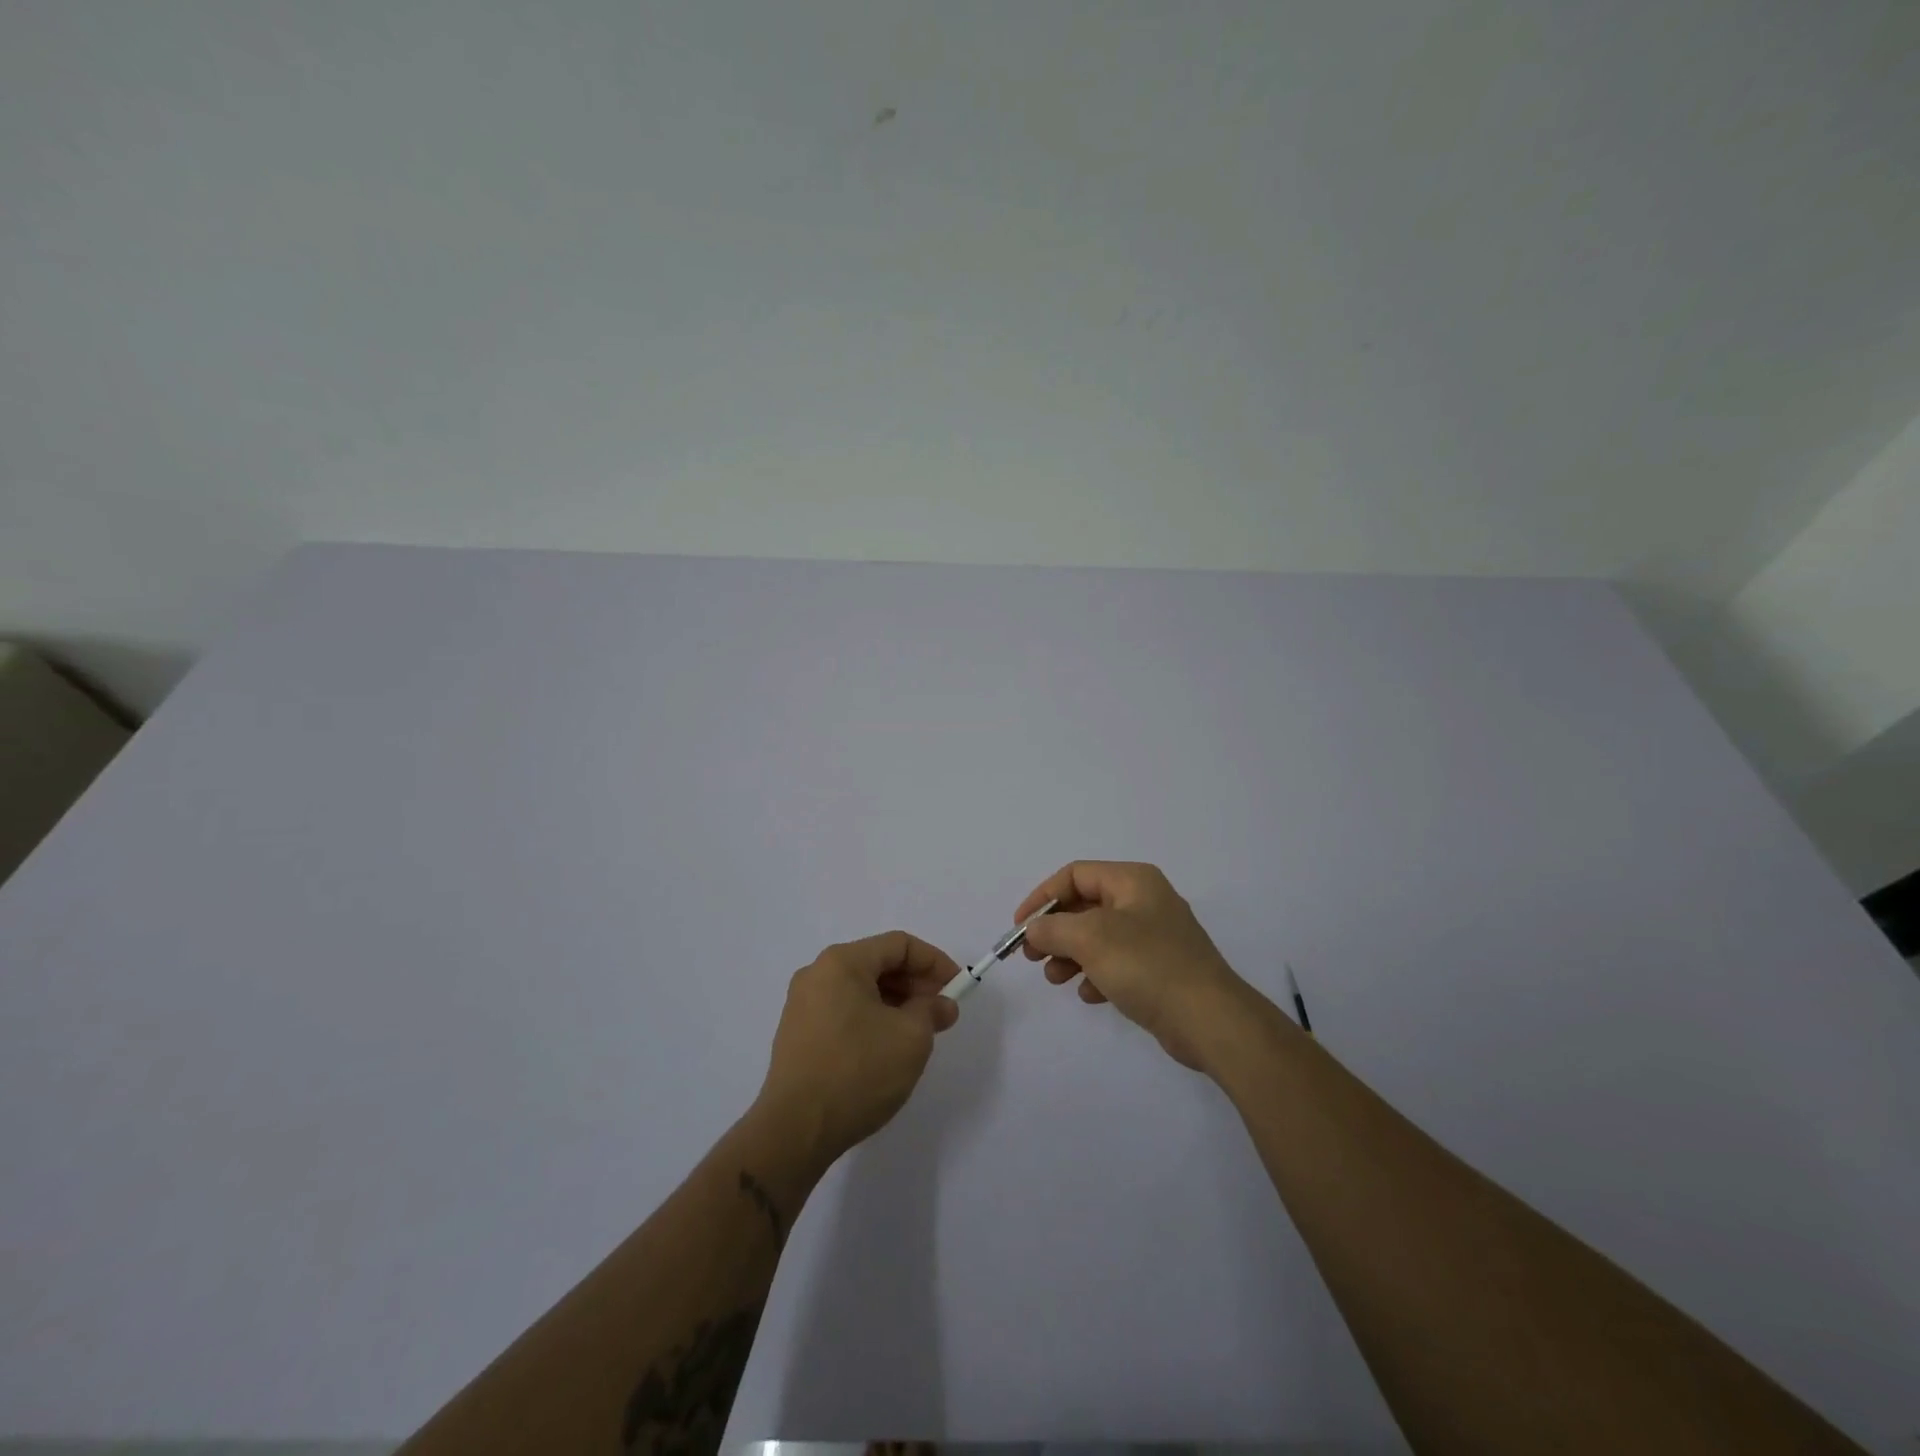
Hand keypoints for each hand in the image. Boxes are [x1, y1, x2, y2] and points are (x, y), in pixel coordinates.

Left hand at [757, 931, 962, 1164]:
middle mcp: (817, 974)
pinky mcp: (798, 1034)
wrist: (795, 1130)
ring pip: (861, 990)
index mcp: (842, 962)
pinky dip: (872, 1019)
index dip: (934, 962)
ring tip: (920, 1032)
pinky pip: (844, 1011)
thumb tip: (942, 1005)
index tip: (958, 987)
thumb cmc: (858, 1071)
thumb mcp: (910, 1037)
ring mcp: (803, 1005)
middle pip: (878, 964)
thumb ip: (932, 1011)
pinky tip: (888, 1047)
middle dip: (915, 984)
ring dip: (896, 1003)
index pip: (899, 945)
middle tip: (942, 1012)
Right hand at [1017, 861, 1258, 1070]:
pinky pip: (1117, 963)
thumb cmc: (1147, 965)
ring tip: (1055, 979)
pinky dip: (1096, 974)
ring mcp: (1155, 937)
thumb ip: (1053, 928)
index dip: (1042, 896)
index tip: (1020, 926)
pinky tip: (1089, 995)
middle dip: (1055, 929)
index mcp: (1133, 880)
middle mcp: (1145, 901)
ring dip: (1070, 955)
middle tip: (1032, 955)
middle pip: (1085, 906)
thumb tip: (1034, 929)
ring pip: (1098, 937)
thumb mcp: (1091, 938)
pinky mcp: (1160, 969)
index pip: (1075, 874)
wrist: (1210, 1020)